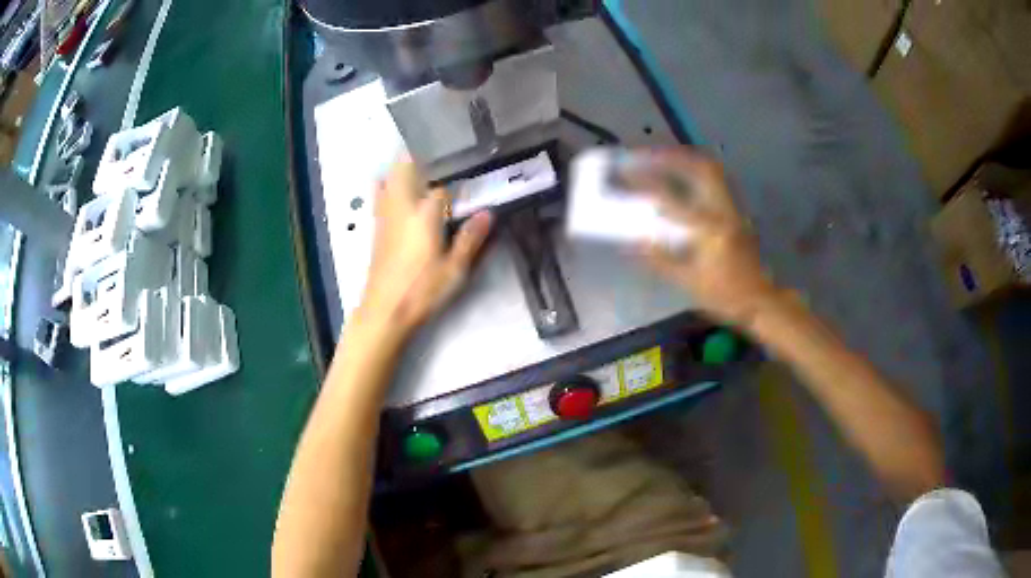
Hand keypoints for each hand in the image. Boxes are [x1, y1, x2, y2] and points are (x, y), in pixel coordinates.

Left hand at [353, 158, 492, 341]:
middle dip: (419, 158)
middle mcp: (402, 206)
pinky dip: (387, 186)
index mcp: (425, 213)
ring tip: (419, 170)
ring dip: (401, 170)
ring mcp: (385, 216)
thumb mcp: (455, 269)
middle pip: (405, 168)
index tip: (469, 181)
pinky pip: (379, 196)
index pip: (442, 186)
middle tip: (438, 158)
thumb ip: (471, 238)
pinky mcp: (376, 229)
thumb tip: (488, 213)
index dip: (456, 184)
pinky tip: (396, 193)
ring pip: (388, 179)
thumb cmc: (422, 290)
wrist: (384, 311)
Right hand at [623, 149, 780, 325]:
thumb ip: (660, 259)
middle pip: (699, 167)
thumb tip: (632, 241)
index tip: (623, 175)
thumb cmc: (725, 297)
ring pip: (710, 169)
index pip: (672, 198)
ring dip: (684, 159)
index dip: (644, 183)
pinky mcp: (736, 210)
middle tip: (645, 155)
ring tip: (660, 158)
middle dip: (670, 156)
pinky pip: (715, 180)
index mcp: (709, 231)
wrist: (759, 301)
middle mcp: (723, 211)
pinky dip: (695, 170)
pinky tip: (681, 175)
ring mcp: (733, 207)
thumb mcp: (689, 283)